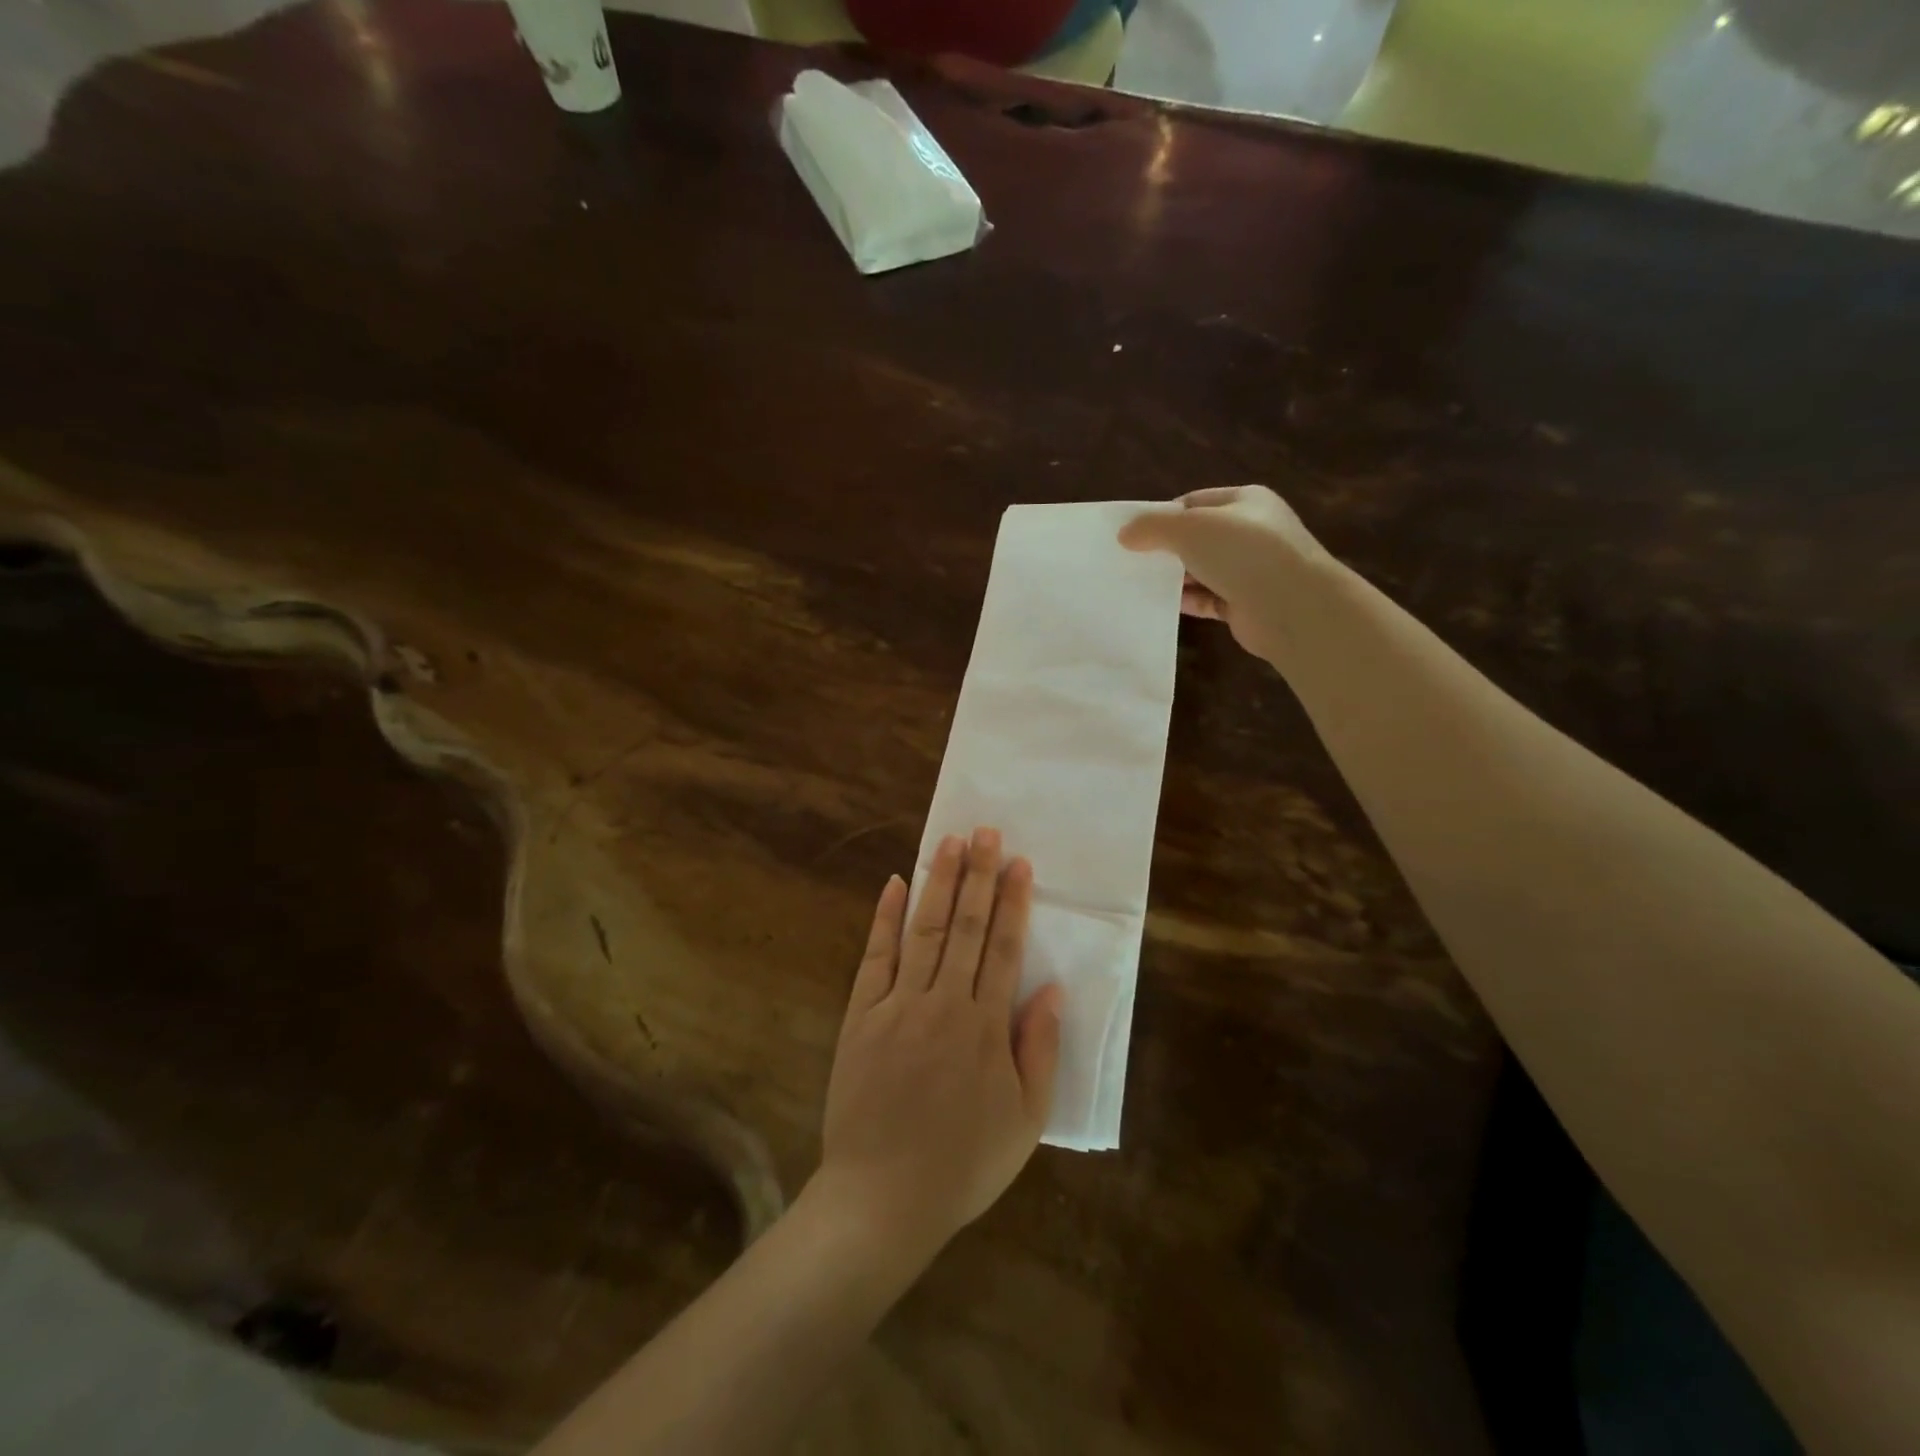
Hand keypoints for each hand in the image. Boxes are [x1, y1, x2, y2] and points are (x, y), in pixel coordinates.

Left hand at [811, 828, 1061, 1262]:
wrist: (882, 1199)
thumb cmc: (962, 1163)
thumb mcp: (1025, 1120)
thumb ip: (1039, 1049)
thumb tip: (1050, 988)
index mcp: (984, 1026)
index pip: (1003, 948)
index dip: (1013, 902)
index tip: (1020, 863)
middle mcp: (942, 1002)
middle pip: (966, 926)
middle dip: (979, 875)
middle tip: (986, 831)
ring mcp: (897, 1004)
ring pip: (924, 930)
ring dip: (939, 882)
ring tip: (951, 842)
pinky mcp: (860, 1015)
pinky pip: (875, 957)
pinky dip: (884, 918)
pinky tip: (894, 883)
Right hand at [1118, 485, 1328, 662]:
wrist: (1293, 607)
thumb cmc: (1243, 553)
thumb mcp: (1190, 528)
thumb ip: (1153, 527)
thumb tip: (1125, 534)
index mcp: (1244, 502)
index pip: (1194, 503)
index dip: (1162, 516)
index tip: (1132, 535)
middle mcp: (1250, 532)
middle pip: (1196, 538)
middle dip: (1165, 549)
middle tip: (1129, 562)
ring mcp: (1250, 570)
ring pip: (1201, 570)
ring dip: (1173, 578)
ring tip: (1136, 586)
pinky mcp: (1244, 604)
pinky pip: (1207, 599)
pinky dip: (1186, 602)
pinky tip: (1160, 606)